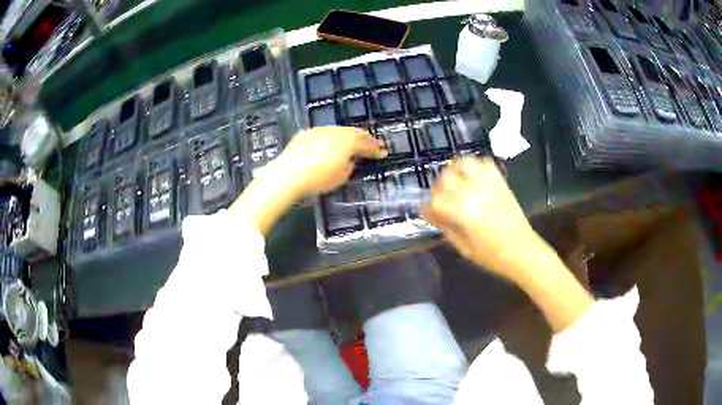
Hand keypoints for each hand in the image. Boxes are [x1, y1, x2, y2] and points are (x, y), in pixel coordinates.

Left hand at [267, 126, 386, 196]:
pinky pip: (325, 133)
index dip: (376, 149)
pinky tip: (331, 142)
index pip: (366, 145)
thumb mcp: (341, 177)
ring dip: (348, 135)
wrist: (288, 174)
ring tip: (354, 140)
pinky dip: (332, 137)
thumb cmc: (318, 179)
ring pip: (339, 130)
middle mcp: (336, 132)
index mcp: (348, 143)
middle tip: (373, 142)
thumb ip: (349, 166)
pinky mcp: (307, 133)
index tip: (383, 152)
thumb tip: (348, 160)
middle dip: (365, 138)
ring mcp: (320, 130)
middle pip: (354, 133)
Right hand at [423, 157, 539, 280]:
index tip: (429, 214)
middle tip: (441, 199)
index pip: (435, 200)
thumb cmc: (492, 256)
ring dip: (455, 171)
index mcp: (462, 212)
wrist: (523, 251)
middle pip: (446, 178)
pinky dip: (475, 167)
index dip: (428, 207)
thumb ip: (446, 227)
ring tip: (455, 183)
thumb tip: (432, 213)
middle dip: (439, 188)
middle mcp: (473, 192)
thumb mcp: (463, 247)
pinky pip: (484, 163)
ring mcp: (488, 184)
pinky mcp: (500, 182)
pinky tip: (473, 179)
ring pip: (464, 163)